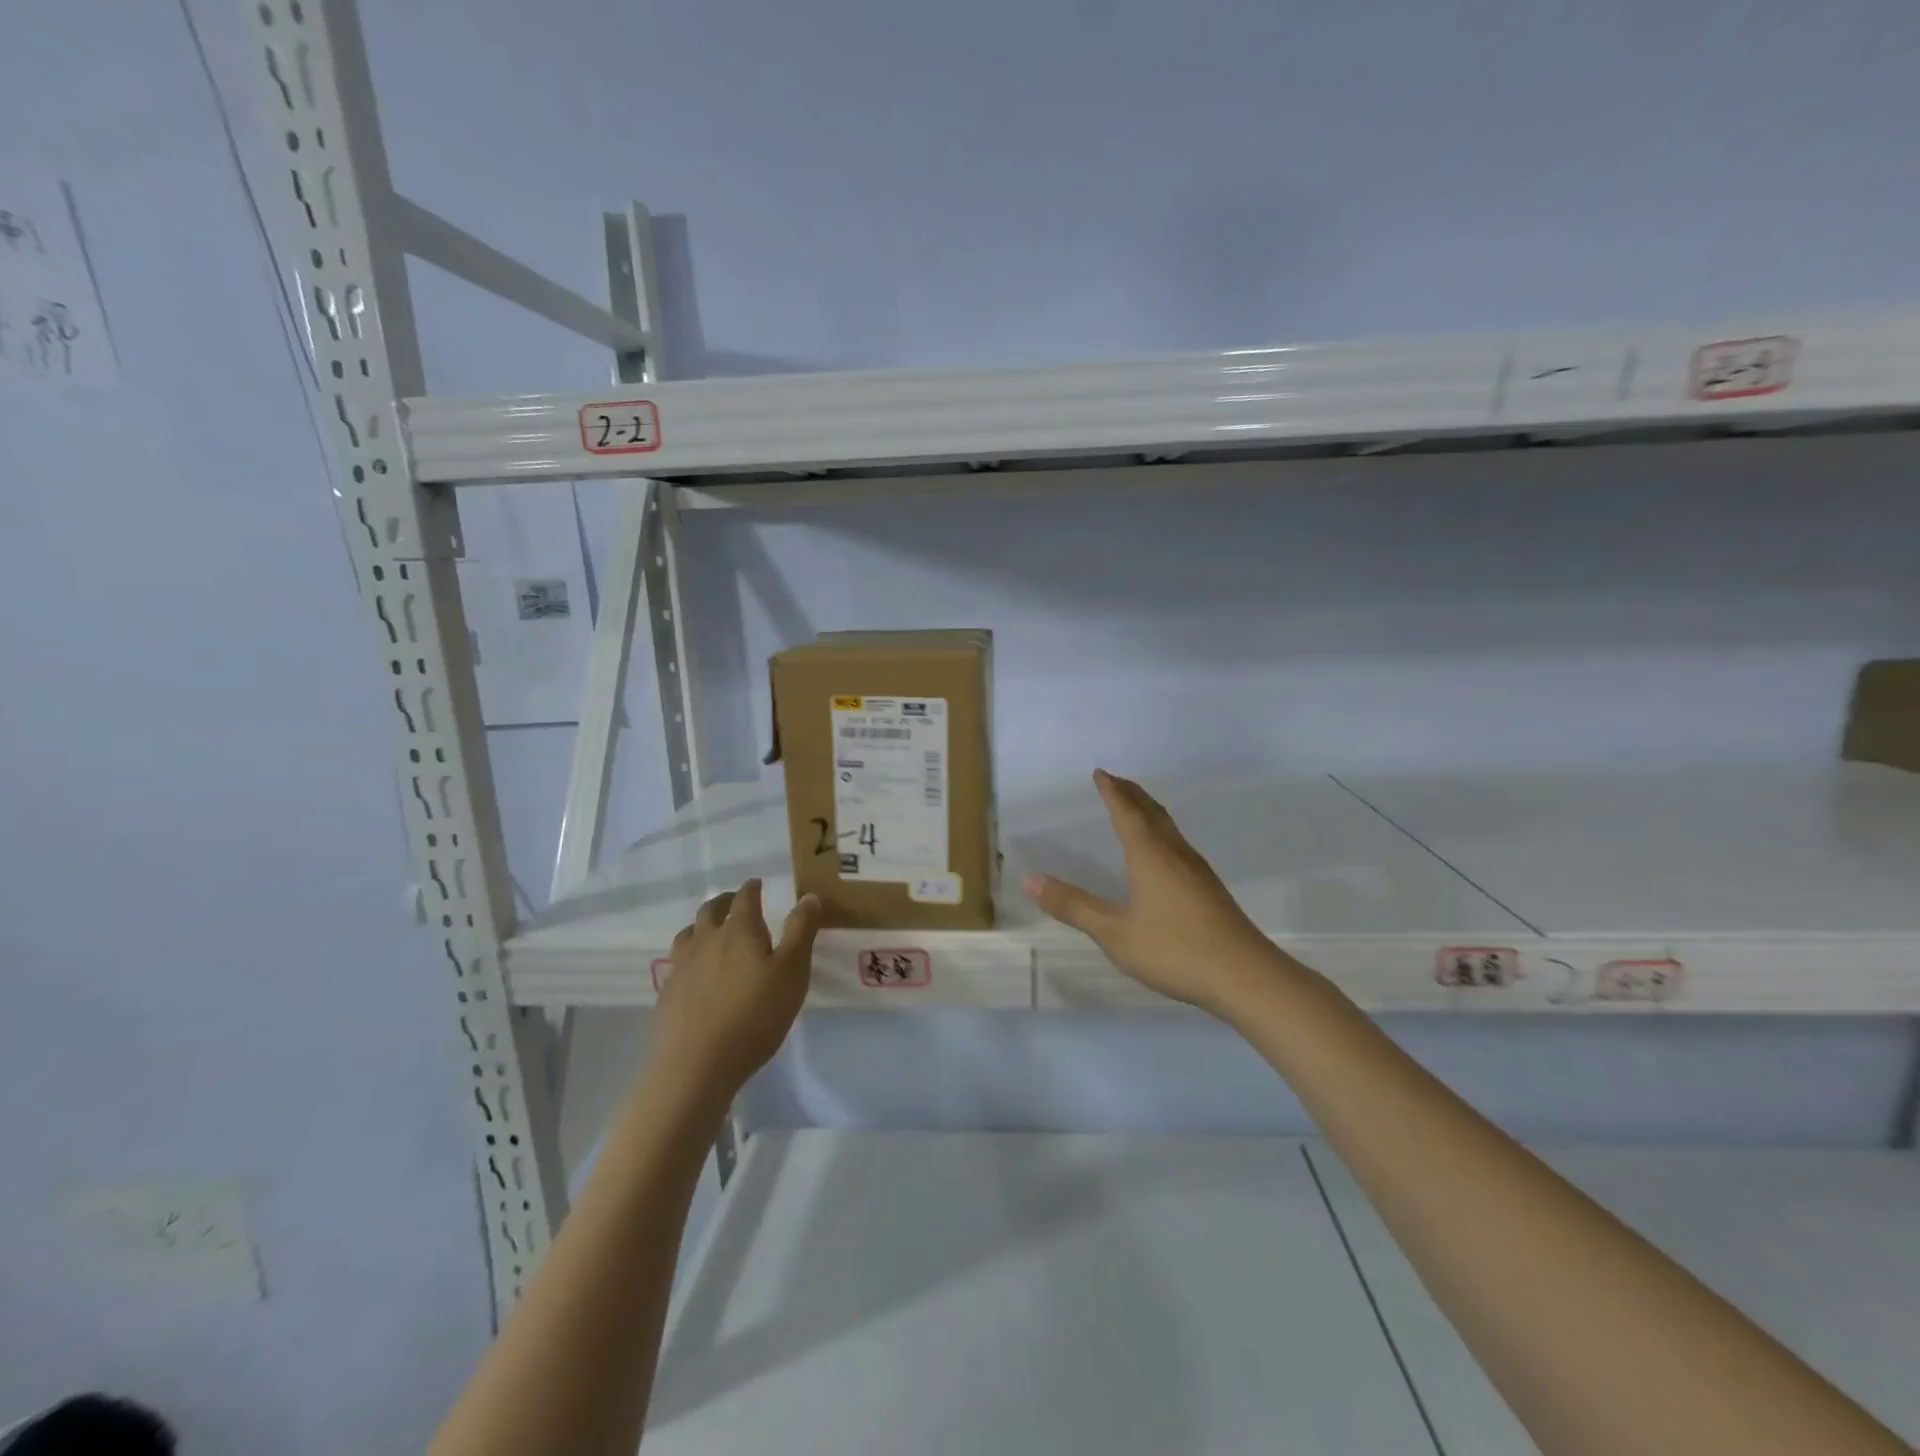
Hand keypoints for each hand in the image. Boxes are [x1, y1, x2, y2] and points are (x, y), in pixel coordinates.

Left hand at [653, 879, 821, 1103]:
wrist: (695, 1066)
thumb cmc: (754, 1015)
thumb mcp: (792, 972)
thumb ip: (801, 931)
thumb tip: (809, 896)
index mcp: (739, 930)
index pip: (745, 898)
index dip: (752, 888)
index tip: (758, 883)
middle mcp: (706, 940)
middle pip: (711, 910)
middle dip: (725, 901)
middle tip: (736, 902)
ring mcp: (682, 966)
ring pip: (689, 933)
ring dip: (703, 925)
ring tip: (713, 931)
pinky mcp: (667, 993)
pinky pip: (679, 962)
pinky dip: (690, 956)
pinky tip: (697, 972)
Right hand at [1024, 769, 1281, 1015]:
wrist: (1245, 975)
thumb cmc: (1174, 949)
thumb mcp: (1114, 933)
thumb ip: (1074, 907)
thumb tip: (1030, 881)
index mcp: (1149, 855)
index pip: (1126, 812)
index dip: (1111, 792)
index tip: (1100, 773)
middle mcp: (1174, 853)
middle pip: (1151, 812)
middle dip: (1131, 794)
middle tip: (1115, 781)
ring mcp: (1197, 870)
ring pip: (1169, 827)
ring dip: (1149, 810)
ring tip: (1136, 807)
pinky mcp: (1209, 888)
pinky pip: (1178, 844)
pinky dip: (1161, 832)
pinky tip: (1163, 853)